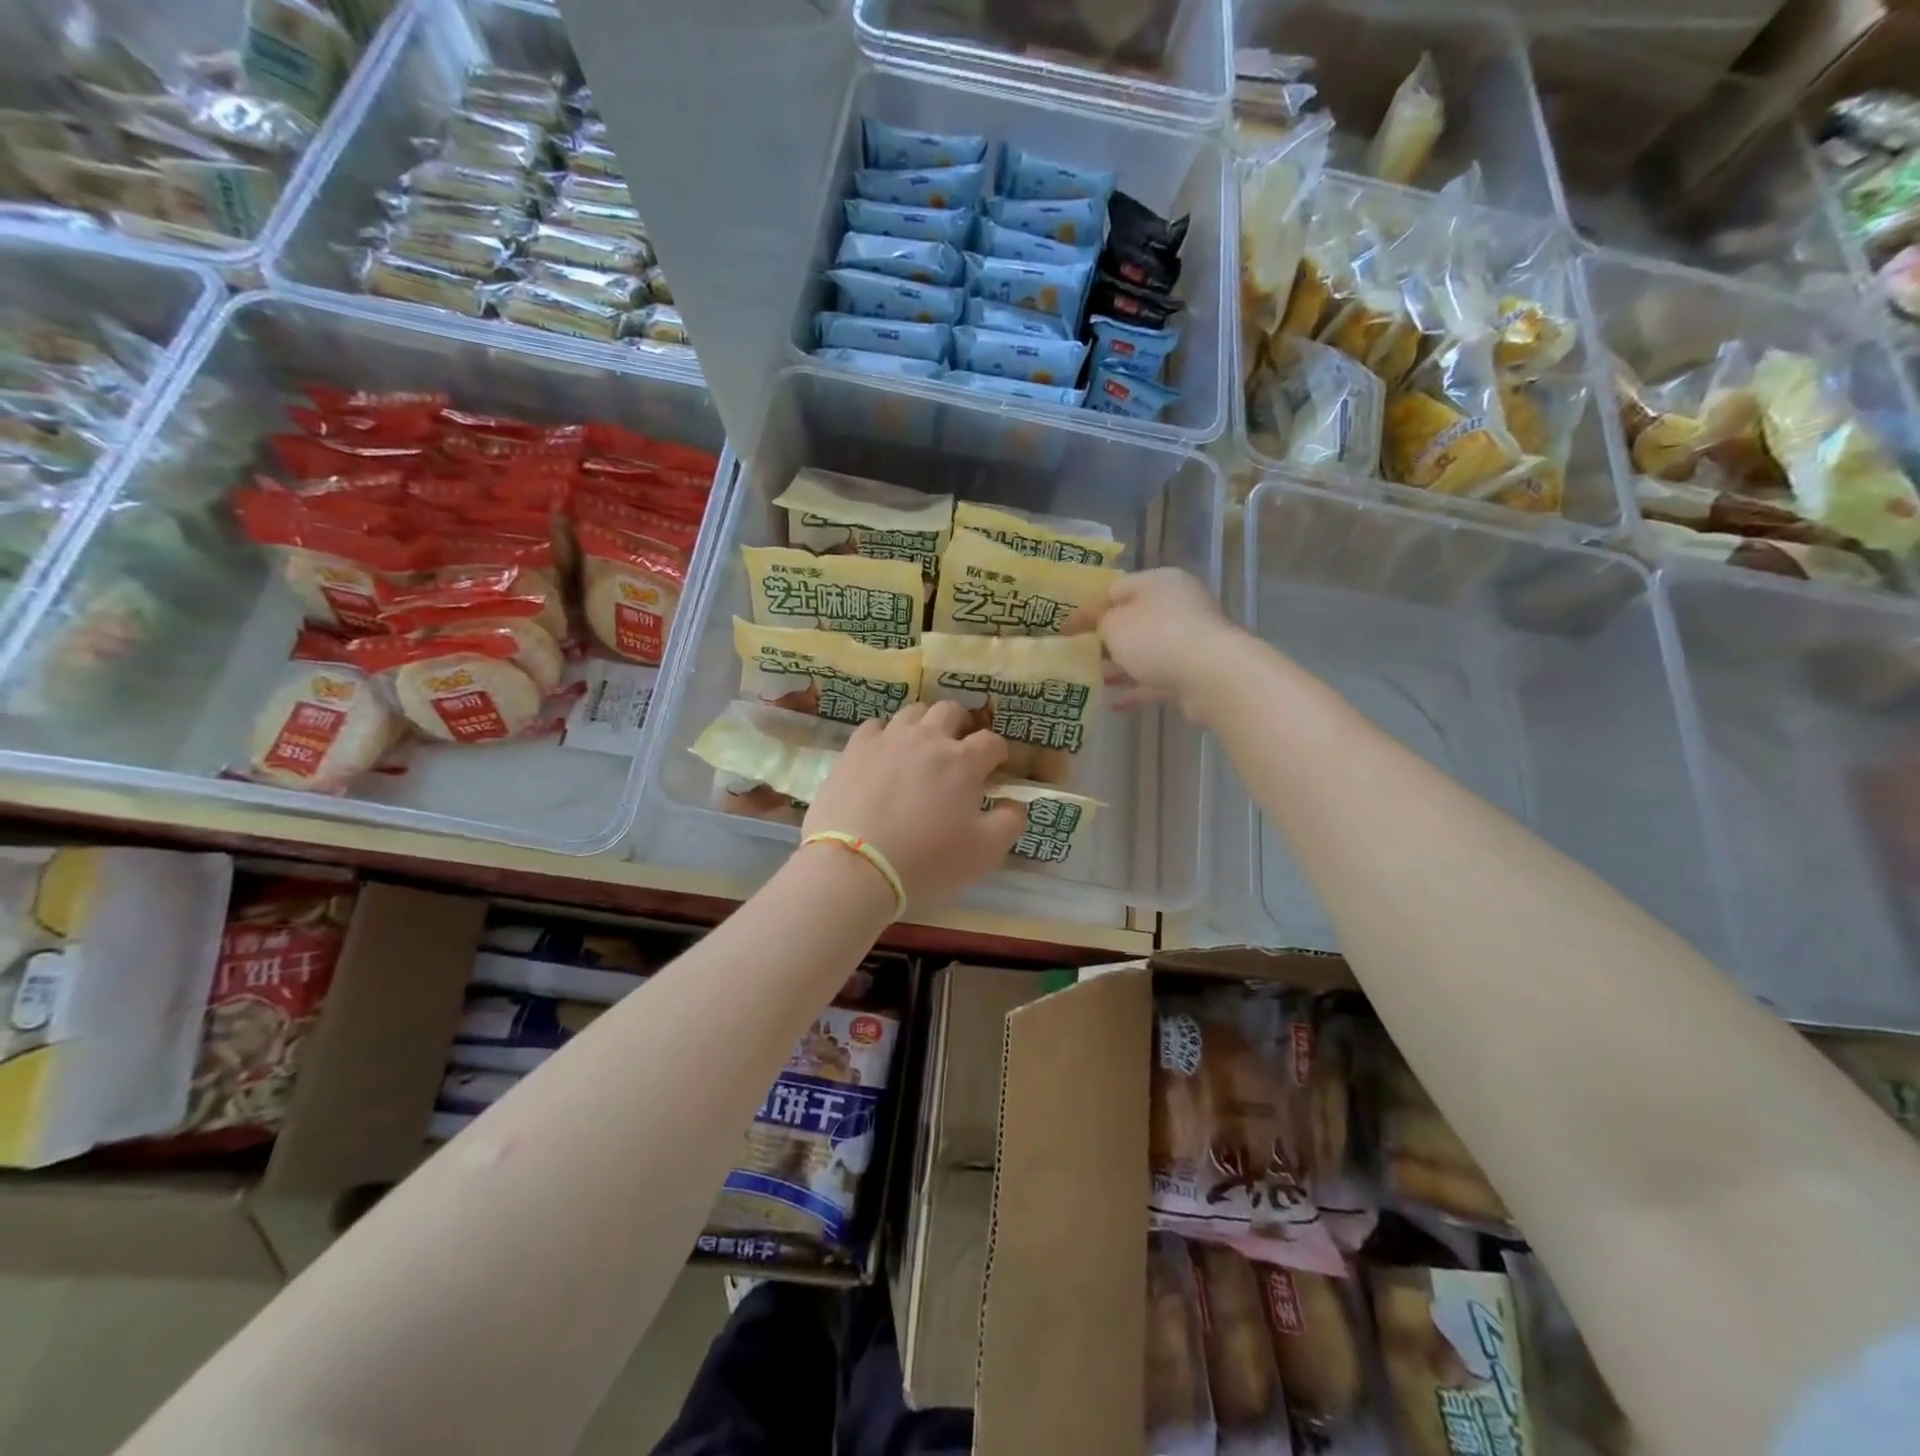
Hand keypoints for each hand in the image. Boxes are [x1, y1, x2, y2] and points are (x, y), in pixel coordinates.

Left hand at [801, 701, 1026, 905]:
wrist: (856, 865)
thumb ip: (1010, 822)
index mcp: (963, 761)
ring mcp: (888, 739)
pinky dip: (886, 735)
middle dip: (961, 724)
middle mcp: (928, 739)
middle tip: (958, 748)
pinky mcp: (855, 748)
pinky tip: (884, 754)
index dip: (998, 752)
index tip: (996, 765)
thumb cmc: (927, 860)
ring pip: (912, 712)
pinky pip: (876, 726)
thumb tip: (1015, 803)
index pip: (991, 741)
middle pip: (951, 711)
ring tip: (921, 747)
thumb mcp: (984, 852)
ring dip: (924, 725)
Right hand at [1074, 569, 1241, 715]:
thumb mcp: (1115, 624)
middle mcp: (1177, 605)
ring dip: (1121, 665)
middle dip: (1106, 639)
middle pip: (1134, 620)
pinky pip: (1158, 678)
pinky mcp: (1194, 672)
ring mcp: (1189, 640)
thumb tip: (1102, 624)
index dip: (1088, 609)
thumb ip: (1100, 622)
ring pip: (1146, 651)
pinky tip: (1115, 704)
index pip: (1116, 589)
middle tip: (1080, 654)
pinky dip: (1137, 689)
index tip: (1066, 629)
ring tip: (1094, 680)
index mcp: (1158, 583)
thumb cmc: (1156, 638)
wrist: (1211, 675)